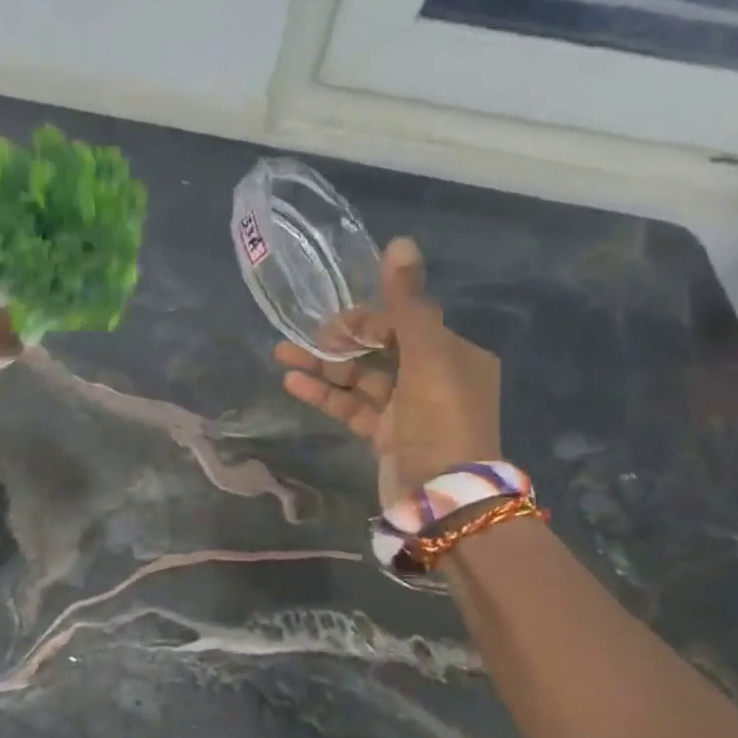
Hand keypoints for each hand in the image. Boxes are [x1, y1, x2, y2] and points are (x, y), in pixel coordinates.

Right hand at [276, 237, 500, 504]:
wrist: (442, 496)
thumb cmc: (441, 418)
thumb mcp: (428, 354)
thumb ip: (408, 302)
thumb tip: (400, 242)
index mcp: (455, 355)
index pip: (406, 323)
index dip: (368, 319)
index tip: (335, 324)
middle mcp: (435, 378)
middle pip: (380, 349)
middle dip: (339, 342)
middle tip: (305, 340)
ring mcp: (409, 410)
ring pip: (361, 378)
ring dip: (323, 367)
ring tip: (282, 355)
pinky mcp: (386, 436)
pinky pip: (352, 407)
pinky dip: (326, 395)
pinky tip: (293, 384)